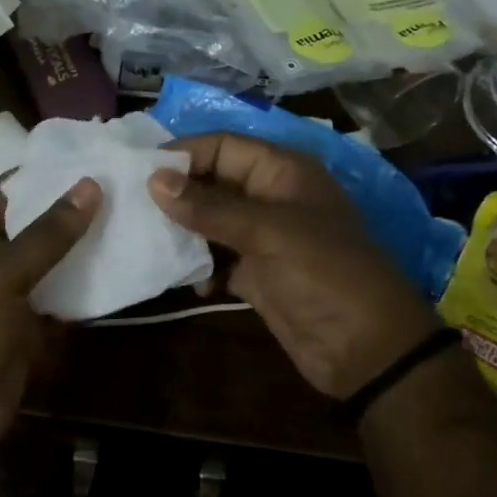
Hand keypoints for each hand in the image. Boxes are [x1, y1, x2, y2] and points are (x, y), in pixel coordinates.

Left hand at [0, 176, 100, 458]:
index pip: (6, 189)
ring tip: (128, 217)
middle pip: (32, 224)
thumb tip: (90, 184)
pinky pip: (59, 296)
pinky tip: (120, 267)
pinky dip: (83, 286)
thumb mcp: (5, 272)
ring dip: (81, 247)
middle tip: (120, 186)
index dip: (42, 173)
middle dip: (70, 209)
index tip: (88, 158)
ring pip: (50, 260)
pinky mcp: (28, 324)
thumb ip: (48, 231)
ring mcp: (9, 292)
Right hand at [149, 133, 438, 397]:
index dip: (183, 154)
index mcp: (282, 172)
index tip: (138, 171)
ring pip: (210, 221)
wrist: (365, 349)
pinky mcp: (257, 274)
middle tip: (130, 206)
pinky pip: (217, 258)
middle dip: (176, 193)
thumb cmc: (323, 274)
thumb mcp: (266, 232)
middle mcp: (270, 197)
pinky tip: (187, 281)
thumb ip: (209, 206)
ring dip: (183, 231)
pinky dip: (200, 266)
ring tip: (147, 240)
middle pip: (213, 182)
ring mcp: (263, 237)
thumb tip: (154, 179)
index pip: (223, 146)